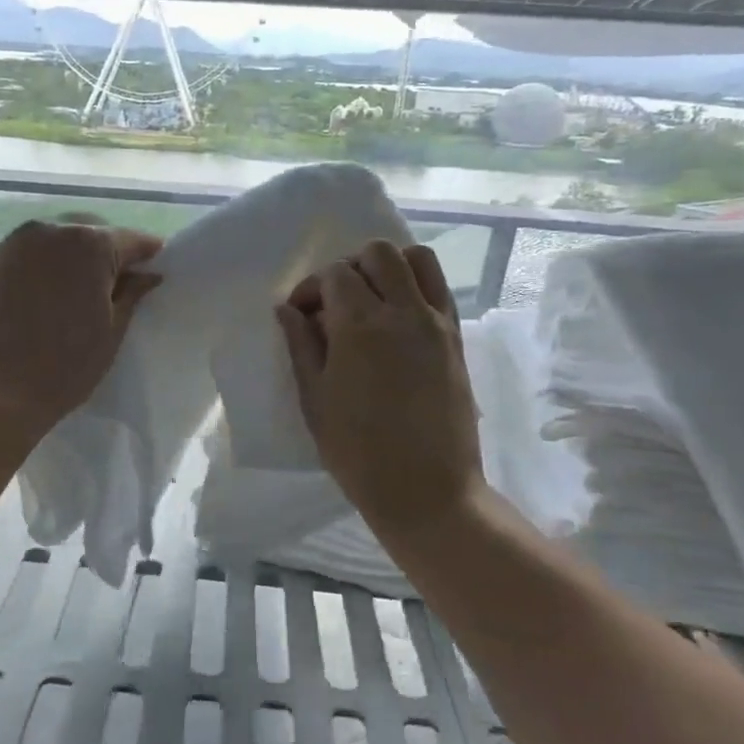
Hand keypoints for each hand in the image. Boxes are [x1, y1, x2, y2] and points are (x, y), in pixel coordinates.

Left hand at [0, 220, 163, 437]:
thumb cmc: (65, 367)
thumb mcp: (111, 333)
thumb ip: (131, 295)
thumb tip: (147, 275)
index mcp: (88, 243)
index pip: (129, 239)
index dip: (145, 255)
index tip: (152, 269)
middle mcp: (46, 231)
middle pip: (84, 231)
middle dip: (100, 253)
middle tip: (106, 287)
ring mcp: (6, 245)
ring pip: (45, 243)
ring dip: (60, 260)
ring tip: (62, 295)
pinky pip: (13, 261)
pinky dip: (25, 274)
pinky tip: (25, 306)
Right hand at [276, 241, 490, 540]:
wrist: (426, 490)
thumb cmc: (358, 451)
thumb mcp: (315, 399)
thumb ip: (301, 345)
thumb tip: (287, 309)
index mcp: (360, 326)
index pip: (334, 274)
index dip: (311, 288)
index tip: (300, 315)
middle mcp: (403, 312)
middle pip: (378, 254)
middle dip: (349, 267)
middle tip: (334, 302)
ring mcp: (436, 322)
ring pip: (417, 259)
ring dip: (388, 267)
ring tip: (371, 299)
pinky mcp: (456, 338)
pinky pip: (439, 288)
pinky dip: (415, 285)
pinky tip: (397, 317)